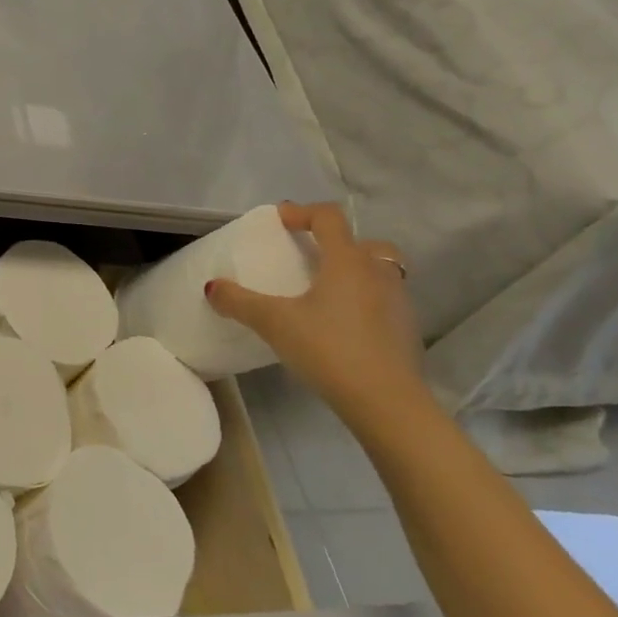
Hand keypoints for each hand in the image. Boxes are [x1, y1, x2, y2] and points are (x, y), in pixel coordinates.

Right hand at [205, 202, 425, 424]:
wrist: (388, 404)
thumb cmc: (329, 349)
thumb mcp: (274, 323)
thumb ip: (240, 302)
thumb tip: (211, 286)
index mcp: (347, 261)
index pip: (329, 218)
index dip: (302, 212)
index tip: (280, 219)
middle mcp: (378, 274)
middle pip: (365, 243)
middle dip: (339, 243)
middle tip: (313, 258)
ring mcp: (398, 303)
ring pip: (379, 273)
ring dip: (354, 273)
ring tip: (325, 293)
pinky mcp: (406, 332)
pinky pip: (384, 302)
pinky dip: (364, 302)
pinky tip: (341, 326)